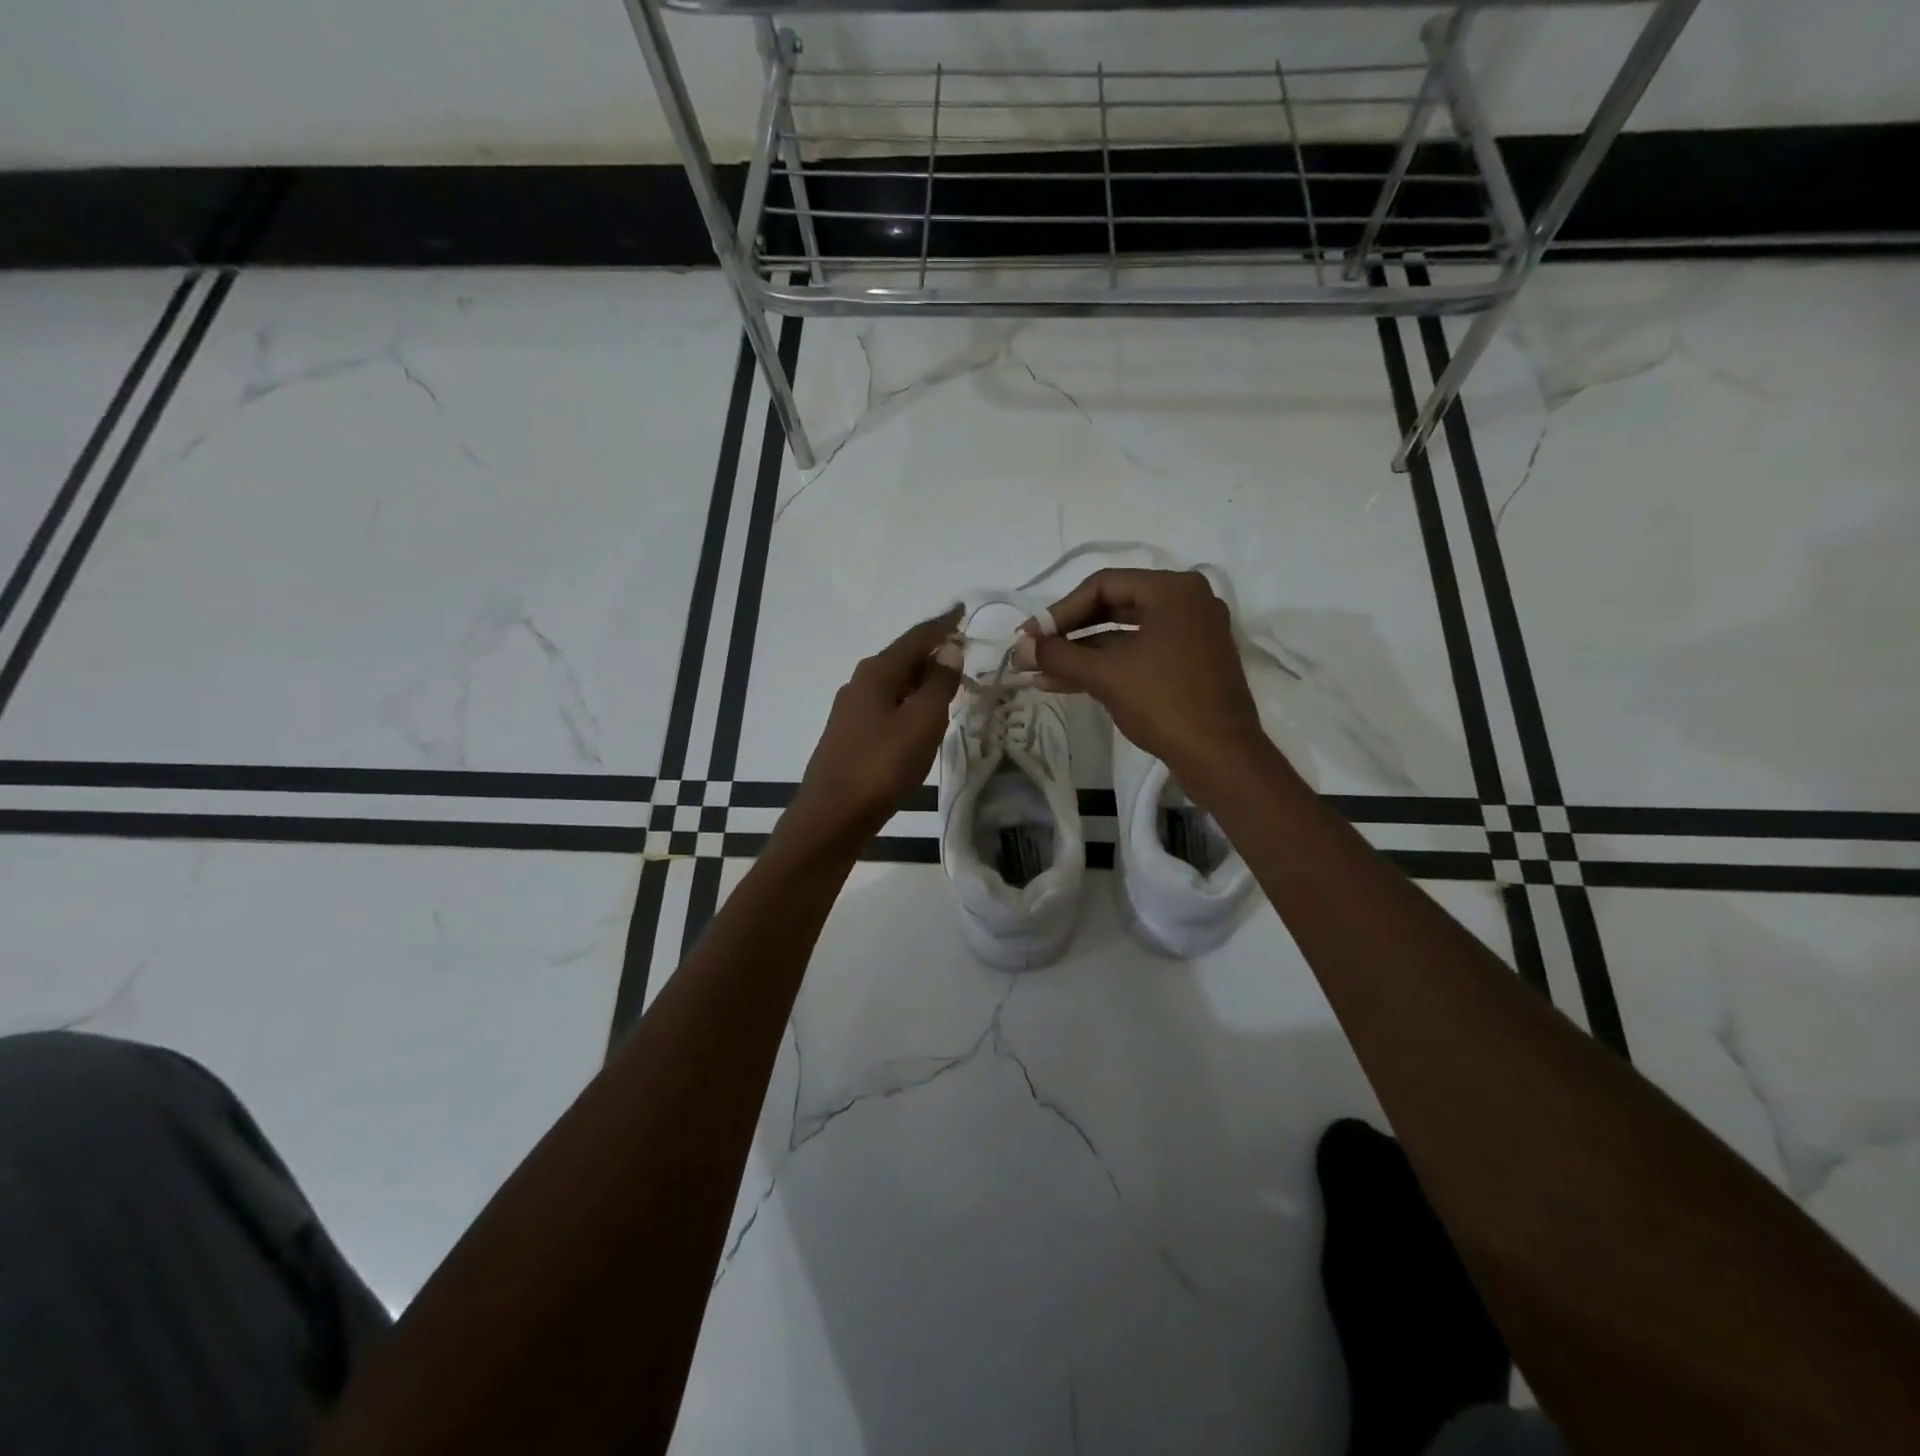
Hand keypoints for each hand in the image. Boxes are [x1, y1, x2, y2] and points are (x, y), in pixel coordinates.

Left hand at [785, 607, 962, 852]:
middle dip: (934, 652)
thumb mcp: (921, 721)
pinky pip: (888, 705)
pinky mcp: (851, 734)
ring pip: (895, 683)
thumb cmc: (882, 764)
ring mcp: (852, 709)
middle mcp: (861, 683)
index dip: (942, 624)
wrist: (833, 814)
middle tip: (965, 653)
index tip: (962, 610)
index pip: (916, 637)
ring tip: (951, 684)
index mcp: (877, 672)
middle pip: (904, 657)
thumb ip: (939, 684)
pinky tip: (922, 717)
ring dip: (923, 679)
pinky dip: (910, 702)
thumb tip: (949, 650)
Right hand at [1024, 569, 1270, 784]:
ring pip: (1124, 636)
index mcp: (1173, 590)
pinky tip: (1066, 682)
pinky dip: (1106, 667)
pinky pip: (1140, 655)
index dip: (1059, 611)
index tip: (1029, 637)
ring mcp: (1191, 634)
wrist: (1221, 757)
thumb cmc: (1164, 702)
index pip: (1103, 585)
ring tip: (1038, 673)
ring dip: (1081, 654)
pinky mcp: (1190, 664)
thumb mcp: (1106, 675)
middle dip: (1068, 634)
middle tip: (1032, 651)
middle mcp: (1187, 602)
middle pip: (1113, 607)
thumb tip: (1020, 647)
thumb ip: (1059, 655)